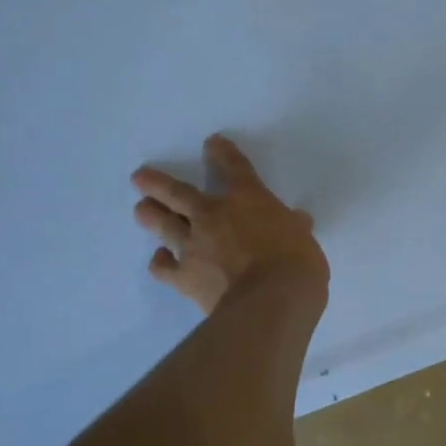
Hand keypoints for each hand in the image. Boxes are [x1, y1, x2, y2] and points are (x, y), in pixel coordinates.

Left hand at [132, 136, 328, 315]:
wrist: (270, 301)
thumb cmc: (296, 264)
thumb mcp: (304, 240)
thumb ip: (295, 228)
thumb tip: (299, 221)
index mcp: (247, 199)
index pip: (233, 167)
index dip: (222, 153)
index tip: (213, 144)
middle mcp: (212, 215)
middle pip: (177, 192)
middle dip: (158, 183)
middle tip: (140, 177)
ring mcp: (193, 245)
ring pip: (162, 223)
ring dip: (150, 214)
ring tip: (142, 209)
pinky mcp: (184, 276)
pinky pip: (163, 266)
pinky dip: (160, 261)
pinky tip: (160, 259)